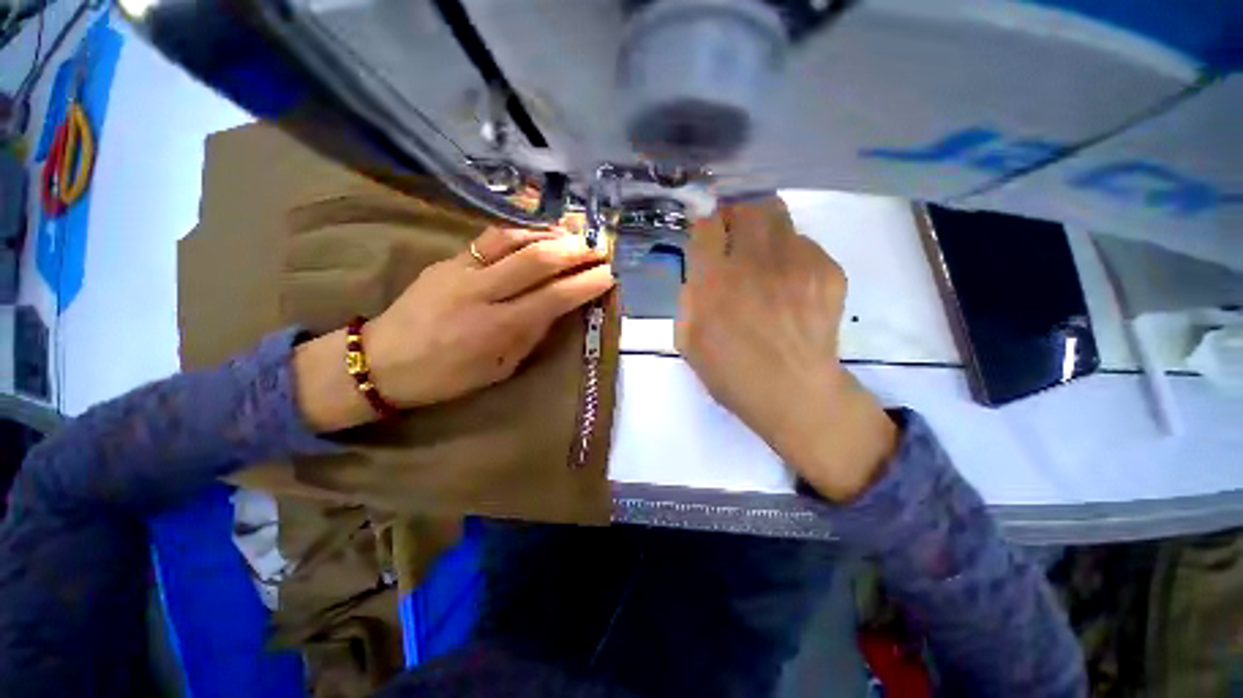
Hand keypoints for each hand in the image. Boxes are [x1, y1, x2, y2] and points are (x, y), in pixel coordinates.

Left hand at [296, 226, 612, 430]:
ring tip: (576, 235)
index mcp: (499, 328)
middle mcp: (483, 293)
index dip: (586, 284)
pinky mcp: (448, 259)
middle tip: (600, 249)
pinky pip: (491, 238)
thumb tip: (558, 308)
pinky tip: (539, 233)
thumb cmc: (448, 376)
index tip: (609, 275)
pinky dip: (522, 232)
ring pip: (515, 240)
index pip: (554, 298)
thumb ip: (531, 335)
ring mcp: (462, 270)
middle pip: (538, 261)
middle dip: (576, 251)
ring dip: (551, 235)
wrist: (383, 359)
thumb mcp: (500, 368)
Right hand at [676, 197, 896, 501]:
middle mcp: (754, 263)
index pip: (707, 223)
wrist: (794, 394)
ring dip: (763, 227)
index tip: (707, 229)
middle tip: (733, 231)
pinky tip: (789, 281)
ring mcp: (796, 263)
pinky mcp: (827, 271)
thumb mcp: (687, 340)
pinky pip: (805, 243)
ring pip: (778, 215)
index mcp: (714, 282)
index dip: (705, 221)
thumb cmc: (731, 373)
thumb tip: (699, 268)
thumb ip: (688, 297)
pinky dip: (792, 253)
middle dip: (736, 212)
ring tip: (762, 254)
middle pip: (747, 205)